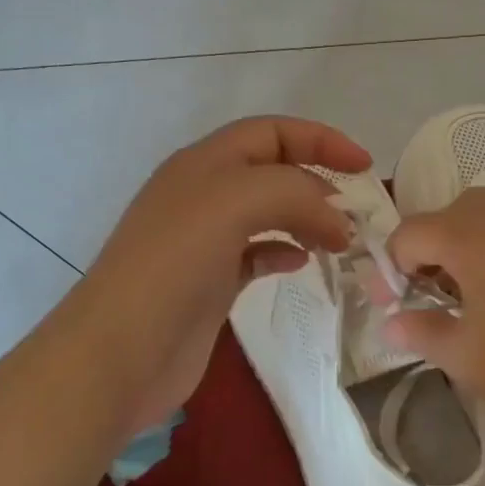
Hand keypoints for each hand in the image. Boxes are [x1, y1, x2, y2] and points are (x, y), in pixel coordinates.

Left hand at [64, 116, 370, 438]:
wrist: (119, 353)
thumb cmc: (174, 265)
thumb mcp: (234, 203)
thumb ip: (294, 194)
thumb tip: (336, 222)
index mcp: (204, 163)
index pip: (272, 132)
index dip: (320, 140)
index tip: (364, 167)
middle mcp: (204, 194)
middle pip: (273, 171)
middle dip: (318, 183)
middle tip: (357, 213)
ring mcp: (205, 240)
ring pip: (268, 213)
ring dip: (306, 218)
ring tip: (339, 242)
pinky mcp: (210, 282)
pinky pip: (257, 253)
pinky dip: (284, 251)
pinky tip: (301, 263)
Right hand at [383, 189, 484, 440]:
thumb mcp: (465, 358)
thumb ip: (420, 332)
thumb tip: (391, 323)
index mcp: (471, 239)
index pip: (411, 232)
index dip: (392, 266)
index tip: (392, 304)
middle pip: (450, 211)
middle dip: (429, 244)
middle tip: (431, 289)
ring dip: (465, 240)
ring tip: (470, 288)